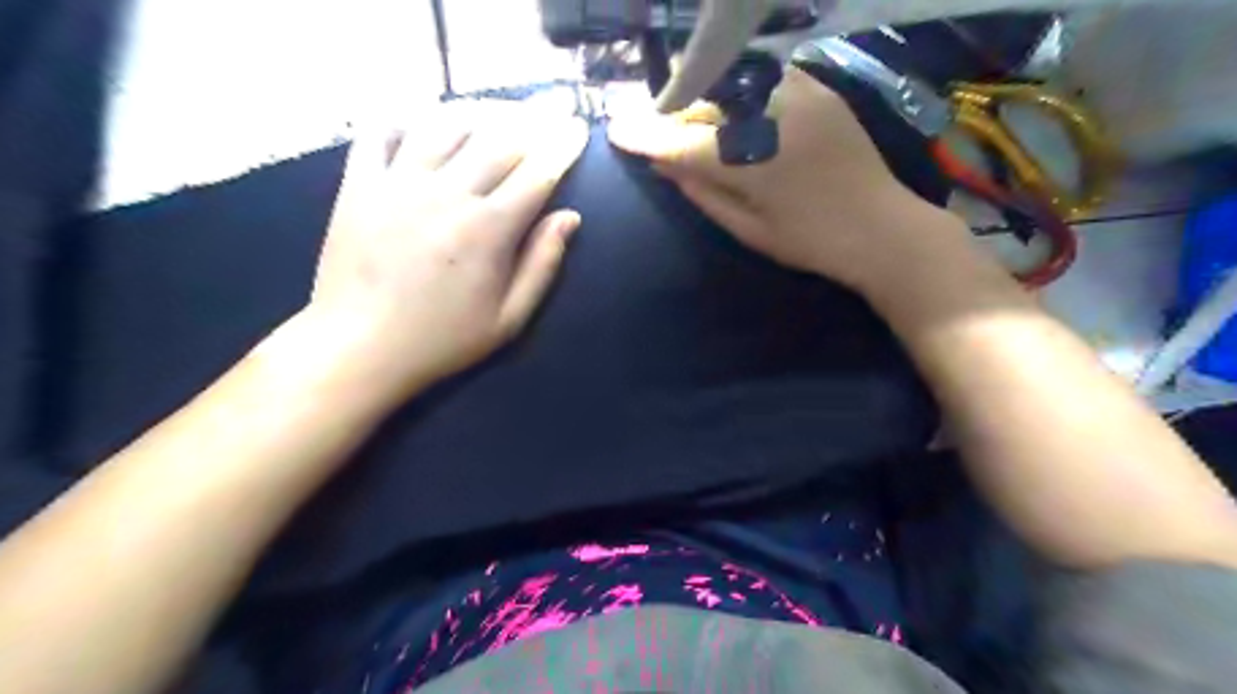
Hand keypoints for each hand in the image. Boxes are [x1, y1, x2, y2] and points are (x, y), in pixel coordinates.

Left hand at [305, 102, 585, 397]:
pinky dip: (407, 117)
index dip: (562, 147)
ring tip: (498, 109)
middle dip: (533, 119)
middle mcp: (448, 193)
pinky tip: (424, 119)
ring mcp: (399, 183)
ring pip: (446, 125)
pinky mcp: (359, 183)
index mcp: (489, 229)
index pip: (537, 173)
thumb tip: (570, 218)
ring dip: (479, 111)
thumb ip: (543, 264)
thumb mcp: (509, 318)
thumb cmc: (443, 339)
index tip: (577, 128)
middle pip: (498, 140)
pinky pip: (382, 131)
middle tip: (550, 105)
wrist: (360, 346)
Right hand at [605, 66, 969, 291]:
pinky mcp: (818, 86)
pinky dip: (738, 91)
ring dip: (703, 99)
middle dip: (673, 115)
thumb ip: (702, 193)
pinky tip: (733, 110)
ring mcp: (799, 93)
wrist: (883, 227)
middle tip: (656, 131)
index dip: (645, 137)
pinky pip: (762, 77)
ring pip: (730, 83)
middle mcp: (772, 115)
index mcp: (752, 161)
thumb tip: (663, 165)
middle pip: (702, 103)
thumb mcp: (748, 229)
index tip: (614, 131)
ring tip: (692, 121)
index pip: (682, 143)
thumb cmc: (811, 242)